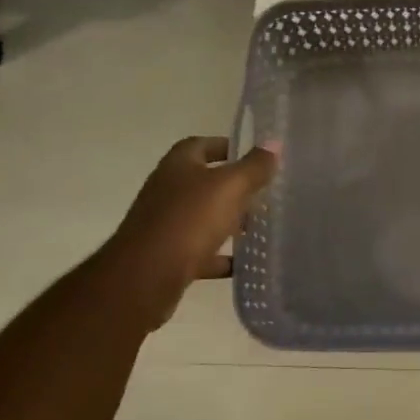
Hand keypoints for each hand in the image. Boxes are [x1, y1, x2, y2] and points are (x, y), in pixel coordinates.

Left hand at [116, 136, 278, 330]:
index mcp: (178, 166)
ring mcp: (165, 225)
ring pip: (202, 218)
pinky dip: (220, 256)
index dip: (226, 146)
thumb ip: (254, 167)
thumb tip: (274, 144)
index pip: (201, 145)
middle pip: (203, 182)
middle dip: (233, 187)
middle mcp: (167, 191)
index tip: (254, 157)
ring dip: (228, 221)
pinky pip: (200, 252)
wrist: (146, 276)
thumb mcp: (229, 187)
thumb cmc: (189, 220)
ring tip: (259, 227)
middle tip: (264, 193)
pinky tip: (243, 263)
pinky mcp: (168, 256)